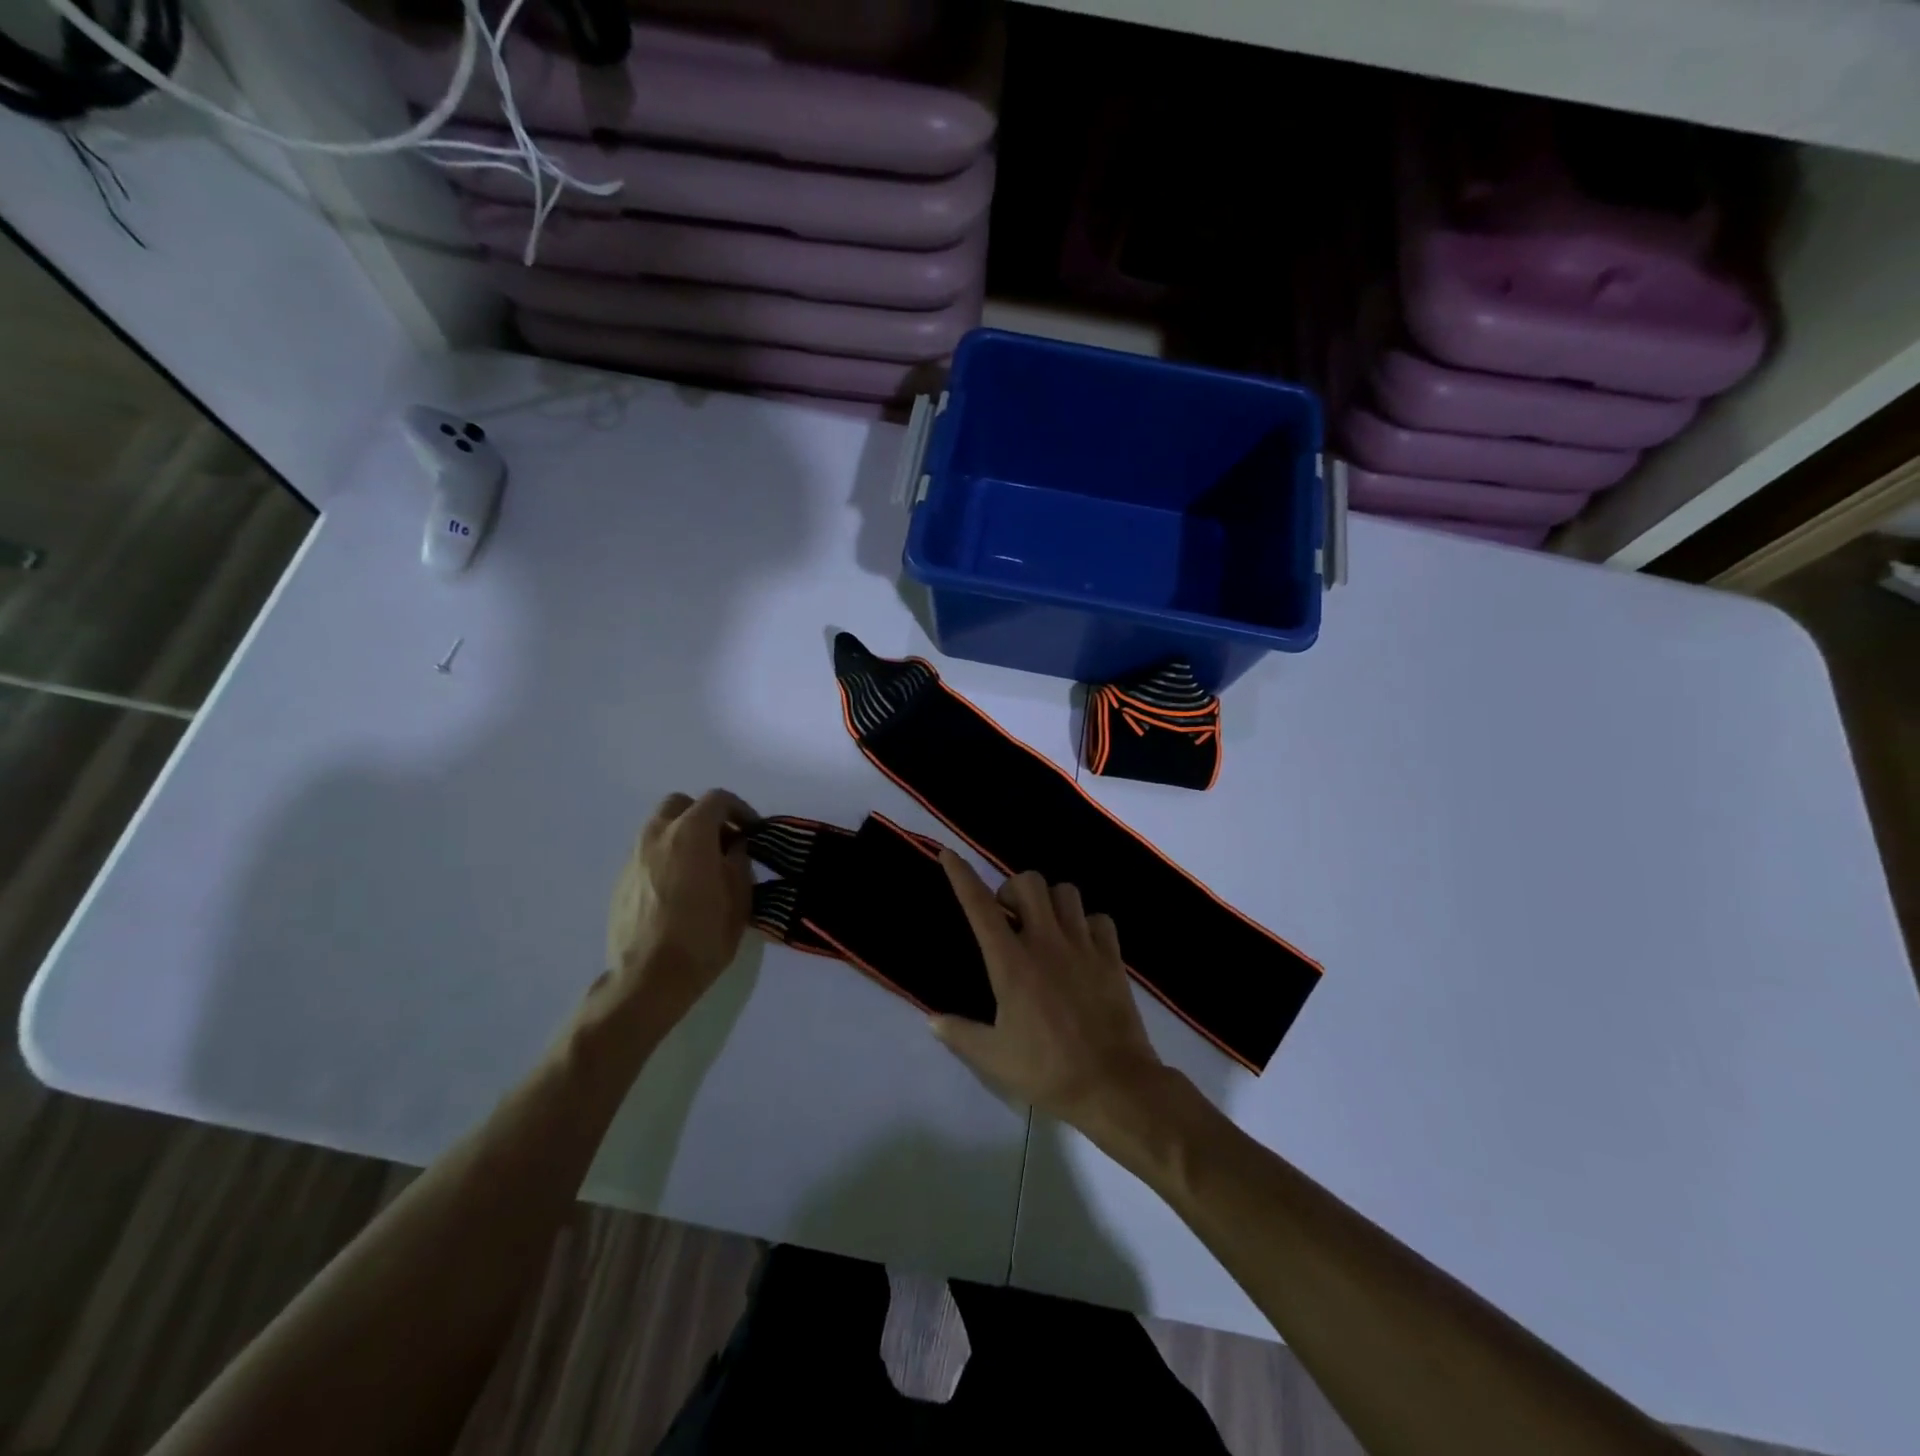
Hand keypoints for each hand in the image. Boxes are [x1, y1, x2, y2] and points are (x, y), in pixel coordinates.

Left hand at [601, 789, 756, 1035]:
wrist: (648, 979)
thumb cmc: (703, 935)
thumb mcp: (739, 898)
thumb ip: (739, 861)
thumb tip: (735, 847)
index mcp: (690, 833)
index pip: (717, 799)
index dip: (740, 810)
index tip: (753, 832)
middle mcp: (656, 836)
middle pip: (680, 804)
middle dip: (705, 815)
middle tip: (724, 842)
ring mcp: (633, 857)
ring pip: (659, 828)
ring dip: (683, 835)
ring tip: (702, 866)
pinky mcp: (621, 881)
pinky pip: (648, 853)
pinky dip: (666, 856)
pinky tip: (679, 888)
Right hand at [931, 852, 1165, 1124]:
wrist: (1113, 1084)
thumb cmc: (1047, 1071)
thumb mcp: (994, 1058)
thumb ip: (960, 1034)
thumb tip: (932, 1020)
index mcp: (1012, 963)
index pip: (980, 906)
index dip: (961, 875)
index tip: (949, 854)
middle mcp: (1046, 942)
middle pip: (1029, 882)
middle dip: (1013, 889)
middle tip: (1009, 916)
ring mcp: (1083, 945)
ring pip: (1066, 892)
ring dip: (1050, 901)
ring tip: (1045, 925)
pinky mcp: (1112, 957)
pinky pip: (1099, 919)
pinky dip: (1086, 923)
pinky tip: (1081, 944)